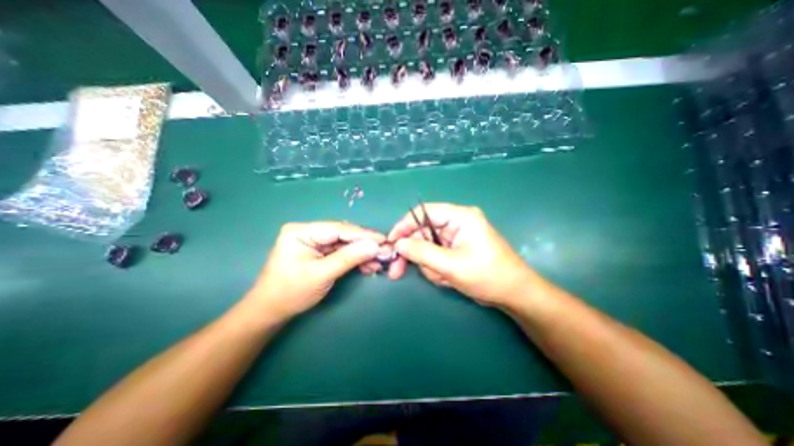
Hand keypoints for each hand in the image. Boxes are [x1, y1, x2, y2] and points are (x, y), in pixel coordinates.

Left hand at [247, 222, 385, 320]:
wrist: (270, 311)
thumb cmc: (290, 293)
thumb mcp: (321, 275)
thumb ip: (348, 258)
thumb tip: (374, 246)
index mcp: (301, 231)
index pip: (338, 229)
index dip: (363, 234)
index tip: (383, 240)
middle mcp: (308, 232)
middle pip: (343, 235)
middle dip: (364, 245)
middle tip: (384, 252)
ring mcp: (314, 241)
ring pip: (344, 244)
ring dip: (361, 253)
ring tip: (378, 262)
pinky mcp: (319, 251)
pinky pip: (341, 251)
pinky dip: (354, 258)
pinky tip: (367, 265)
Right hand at [389, 204, 532, 307]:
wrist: (514, 294)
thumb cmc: (487, 275)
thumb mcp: (451, 265)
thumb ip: (422, 252)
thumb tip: (398, 244)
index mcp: (460, 217)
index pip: (424, 213)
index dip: (404, 226)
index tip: (391, 242)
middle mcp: (456, 223)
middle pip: (422, 232)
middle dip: (413, 254)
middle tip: (397, 271)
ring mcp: (456, 237)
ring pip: (428, 248)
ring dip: (429, 266)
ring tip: (443, 278)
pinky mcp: (456, 249)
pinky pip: (436, 256)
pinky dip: (436, 269)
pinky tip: (447, 279)